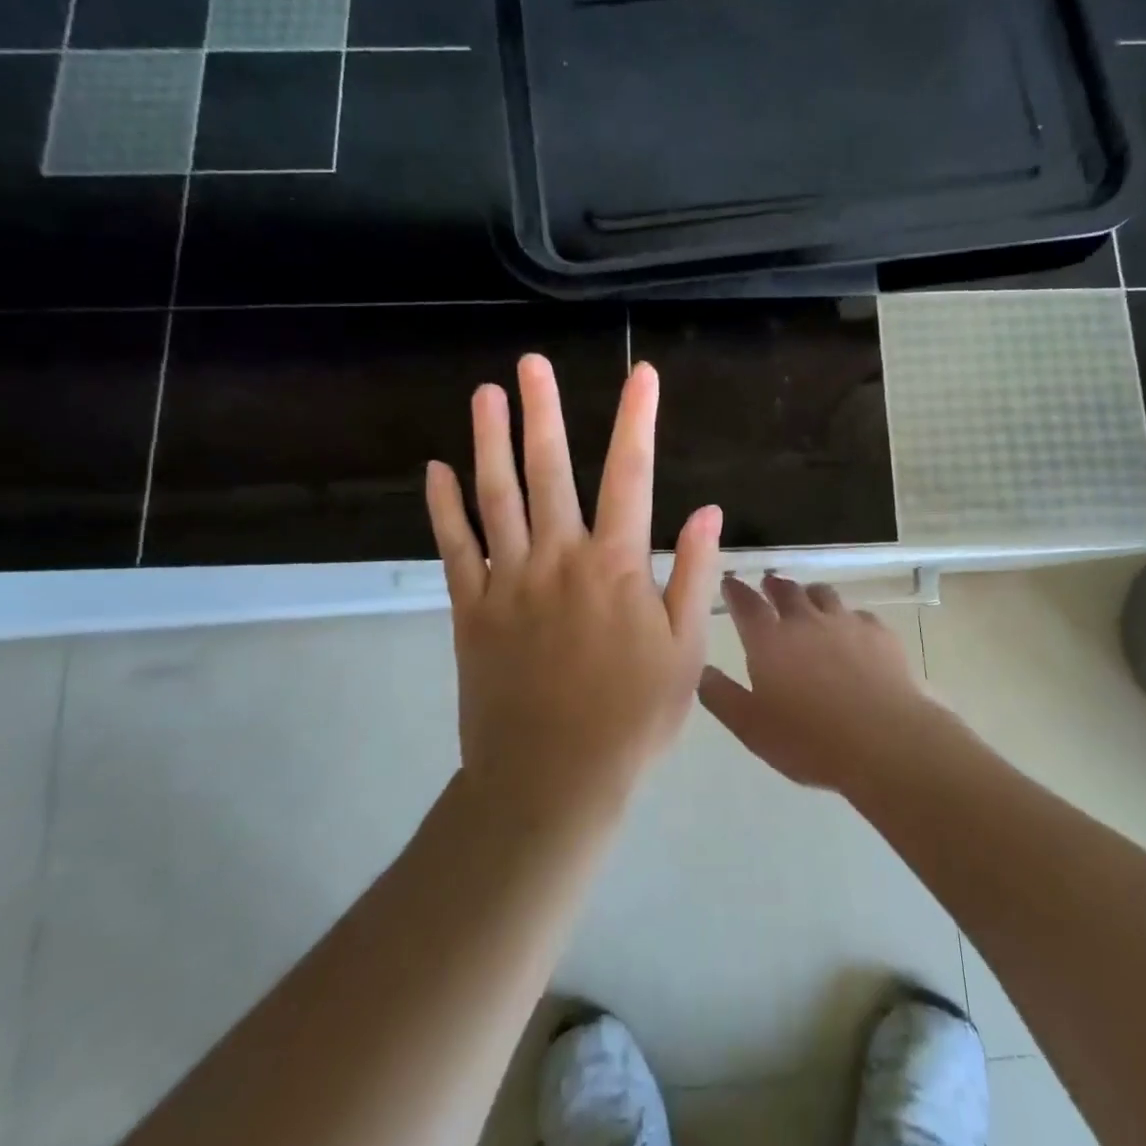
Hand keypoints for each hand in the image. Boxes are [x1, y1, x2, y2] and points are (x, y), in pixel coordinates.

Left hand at [426, 354, 722, 818]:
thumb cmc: (632, 717)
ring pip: (496, 497)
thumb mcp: (684, 651)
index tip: (642, 376)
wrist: (552, 781)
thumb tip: (710, 510)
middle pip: (550, 471)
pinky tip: (435, 470)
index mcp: (616, 567)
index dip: (637, 421)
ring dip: (490, 443)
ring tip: (484, 395)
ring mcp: (508, 581)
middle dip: (544, 412)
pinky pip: (453, 548)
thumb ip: (695, 575)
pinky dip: (443, 508)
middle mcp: (559, 559)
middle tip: (532, 364)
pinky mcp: (471, 609)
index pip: (631, 476)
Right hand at [699, 574, 934, 794]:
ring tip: (808, 600)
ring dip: (810, 594)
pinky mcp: (879, 633)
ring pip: (823, 594)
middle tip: (768, 585)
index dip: (734, 590)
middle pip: (786, 590)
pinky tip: (852, 632)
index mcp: (768, 639)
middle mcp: (804, 620)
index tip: (729, 582)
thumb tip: (701, 670)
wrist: (884, 741)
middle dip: (773, 585)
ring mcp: (845, 622)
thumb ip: (721, 696)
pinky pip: (859, 614)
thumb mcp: (751, 727)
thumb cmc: (809, 740)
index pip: (745, 603)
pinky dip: (848, 618)